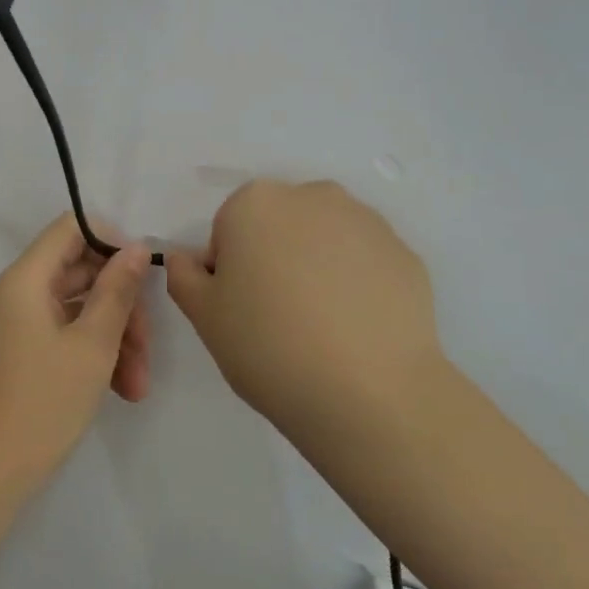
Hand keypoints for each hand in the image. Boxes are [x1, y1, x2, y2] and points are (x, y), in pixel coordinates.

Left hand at [0, 215, 152, 487]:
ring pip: (77, 310)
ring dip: (114, 339)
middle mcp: (16, 294)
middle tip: (148, 348)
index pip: (70, 229)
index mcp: (25, 279)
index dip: (111, 242)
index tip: (143, 275)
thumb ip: (117, 292)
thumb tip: (136, 248)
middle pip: (79, 273)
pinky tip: (121, 390)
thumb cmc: (42, 403)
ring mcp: (17, 326)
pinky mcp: (20, 354)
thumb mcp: (92, 345)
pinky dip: (93, 355)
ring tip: (138, 386)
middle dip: (121, 307)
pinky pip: (64, 336)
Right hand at [165, 180, 445, 441]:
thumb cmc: (267, 345)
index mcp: (255, 203)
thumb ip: (183, 276)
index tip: (239, 310)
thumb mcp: (203, 316)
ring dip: (315, 267)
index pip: (228, 230)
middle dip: (273, 258)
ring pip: (324, 240)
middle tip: (276, 317)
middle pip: (278, 225)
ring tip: (320, 326)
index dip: (228, 270)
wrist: (368, 392)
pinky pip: (364, 263)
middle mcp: (312, 196)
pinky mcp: (405, 254)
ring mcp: (366, 222)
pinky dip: (355, 285)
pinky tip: (355, 330)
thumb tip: (184, 258)